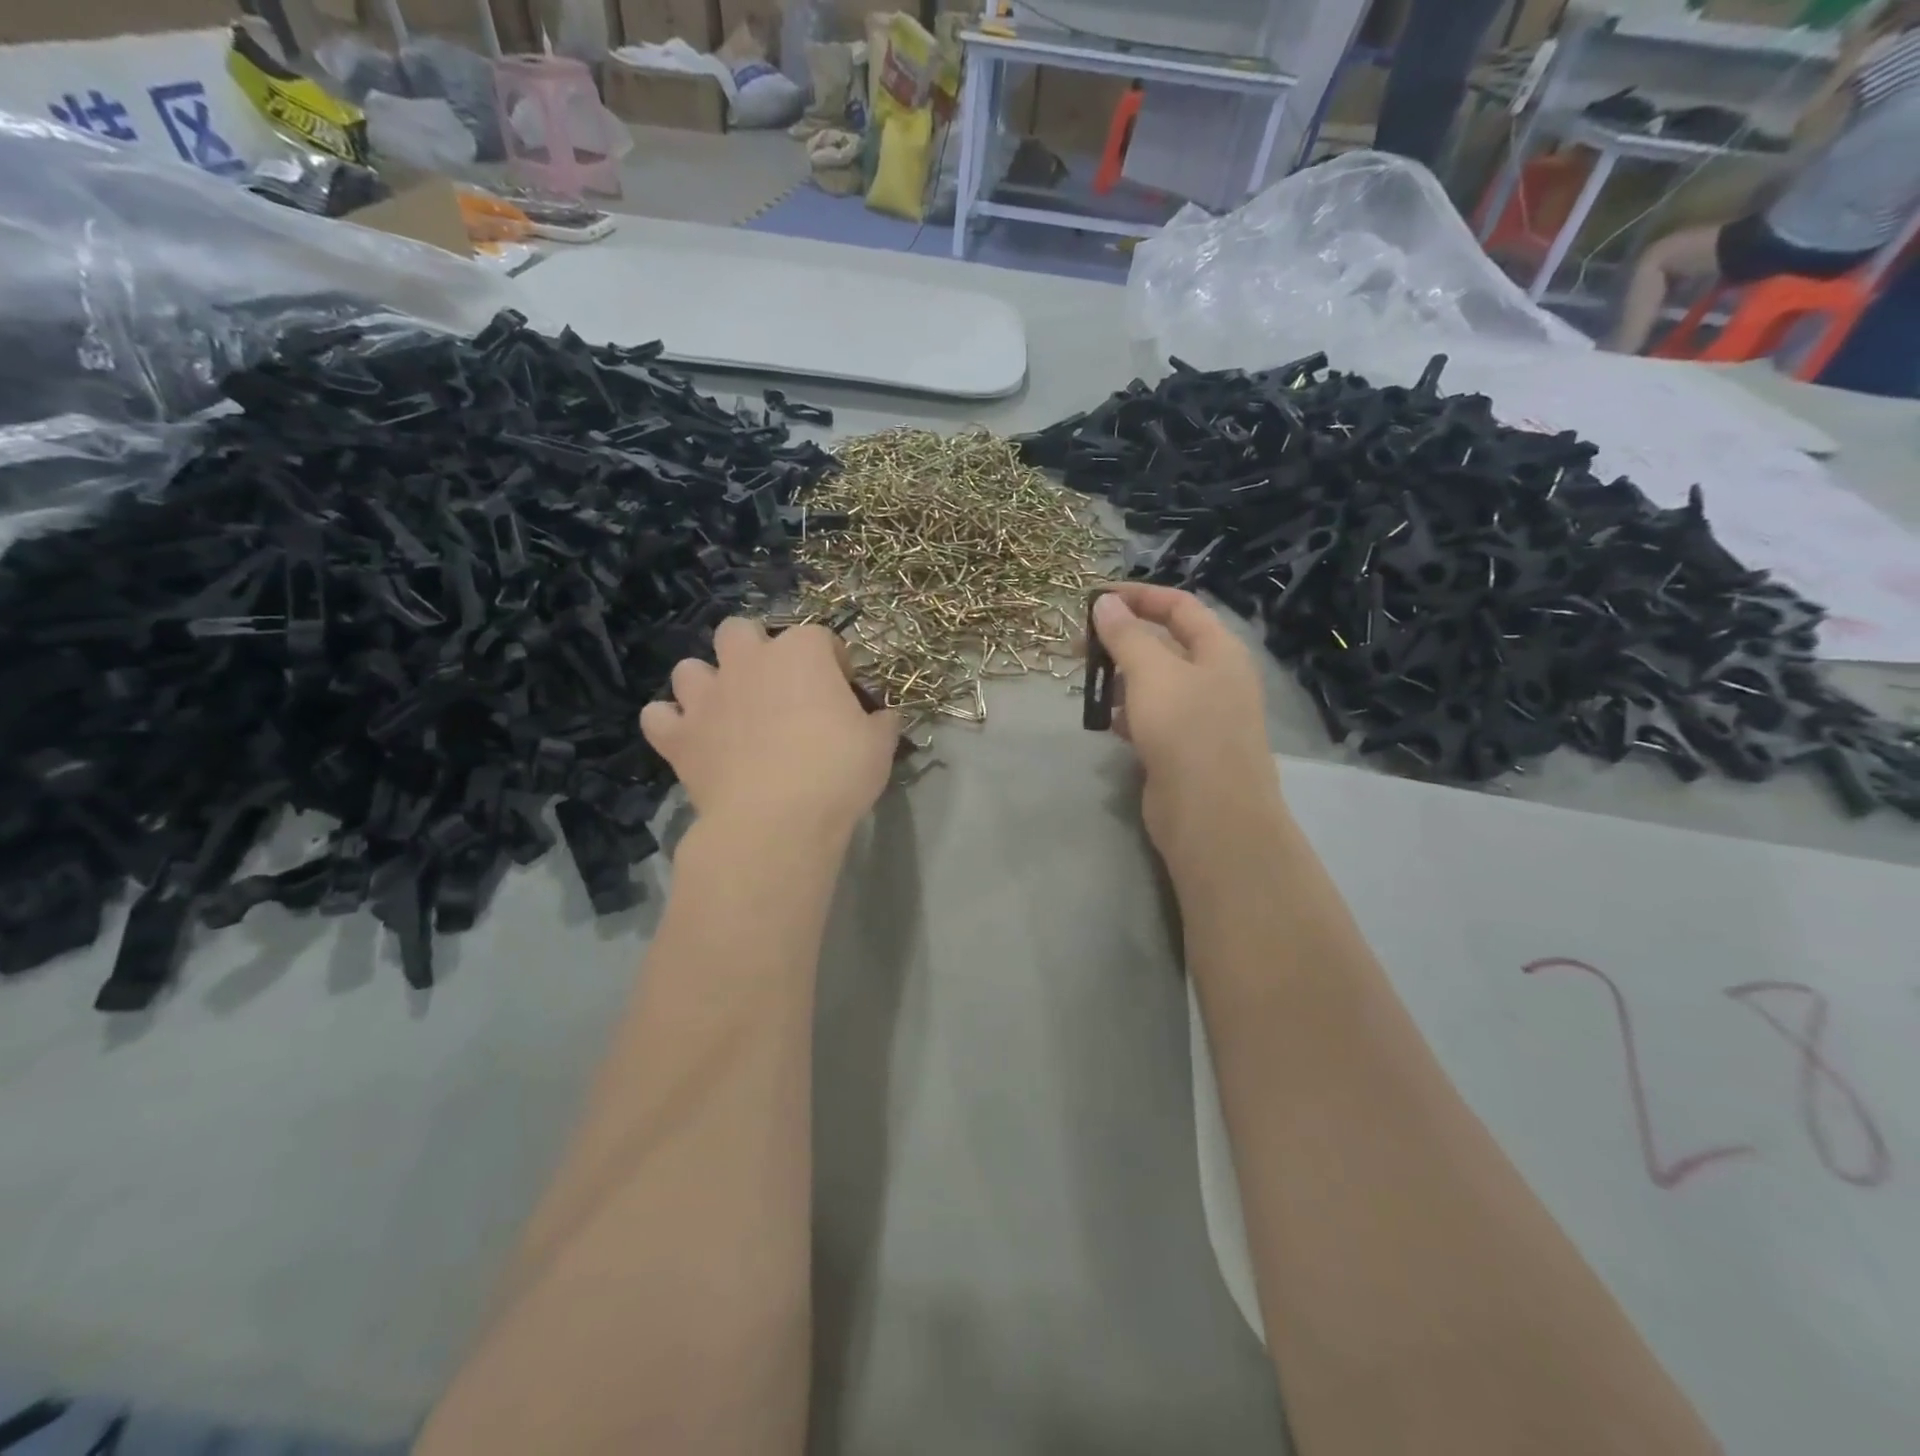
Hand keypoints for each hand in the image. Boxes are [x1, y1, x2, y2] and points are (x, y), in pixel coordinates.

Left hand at [641, 618, 900, 837]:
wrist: (776, 820)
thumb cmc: (837, 773)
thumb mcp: (879, 745)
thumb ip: (881, 722)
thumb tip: (883, 717)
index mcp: (802, 653)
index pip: (820, 637)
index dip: (833, 662)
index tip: (843, 690)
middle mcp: (748, 661)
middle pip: (741, 631)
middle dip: (755, 649)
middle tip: (776, 687)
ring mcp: (707, 696)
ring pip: (690, 668)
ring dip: (707, 683)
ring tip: (727, 710)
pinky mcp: (678, 735)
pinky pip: (658, 716)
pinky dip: (672, 724)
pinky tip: (690, 740)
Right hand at [1091, 584, 1284, 871]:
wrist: (1211, 815)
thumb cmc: (1186, 731)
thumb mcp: (1152, 672)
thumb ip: (1126, 635)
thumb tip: (1105, 603)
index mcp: (1219, 650)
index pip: (1179, 606)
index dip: (1138, 597)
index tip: (1094, 599)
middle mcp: (1215, 678)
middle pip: (1165, 644)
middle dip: (1121, 640)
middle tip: (1078, 647)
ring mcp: (1201, 716)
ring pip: (1155, 683)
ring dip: (1121, 678)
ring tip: (1087, 684)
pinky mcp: (1184, 749)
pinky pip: (1152, 718)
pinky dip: (1128, 713)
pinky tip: (1107, 722)